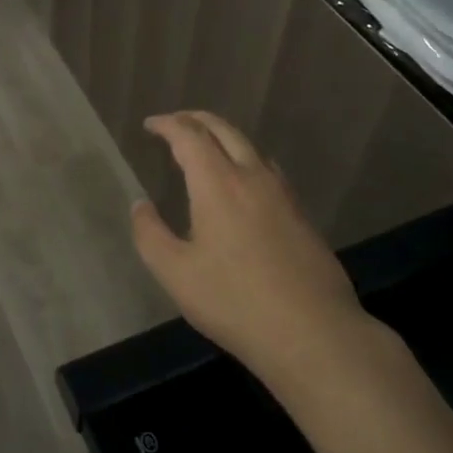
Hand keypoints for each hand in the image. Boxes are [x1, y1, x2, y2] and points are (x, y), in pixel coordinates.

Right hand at [131, 111, 365, 380]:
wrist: (312, 332)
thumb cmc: (234, 302)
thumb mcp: (176, 273)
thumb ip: (150, 234)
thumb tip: (140, 205)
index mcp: (219, 184)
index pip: (189, 136)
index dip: (167, 124)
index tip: (150, 124)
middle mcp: (253, 177)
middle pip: (224, 130)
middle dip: (196, 119)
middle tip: (175, 123)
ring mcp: (283, 194)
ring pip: (250, 147)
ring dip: (223, 137)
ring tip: (205, 148)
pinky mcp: (301, 215)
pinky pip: (267, 170)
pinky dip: (245, 160)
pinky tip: (242, 184)